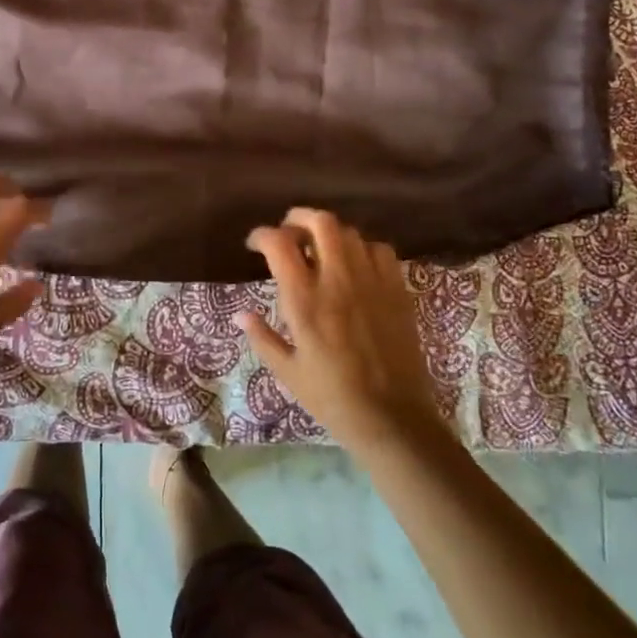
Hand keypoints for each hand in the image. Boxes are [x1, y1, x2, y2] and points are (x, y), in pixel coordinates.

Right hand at [239, 209, 444, 452]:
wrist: (392, 419)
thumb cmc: (332, 398)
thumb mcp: (287, 372)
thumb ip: (262, 337)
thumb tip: (240, 314)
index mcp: (304, 300)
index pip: (279, 243)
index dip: (262, 235)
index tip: (255, 245)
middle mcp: (338, 280)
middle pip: (320, 222)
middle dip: (298, 218)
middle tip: (288, 233)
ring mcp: (371, 282)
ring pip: (350, 232)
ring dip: (329, 233)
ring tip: (320, 249)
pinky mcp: (396, 291)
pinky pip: (380, 250)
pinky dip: (362, 248)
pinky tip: (355, 265)